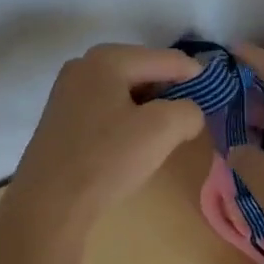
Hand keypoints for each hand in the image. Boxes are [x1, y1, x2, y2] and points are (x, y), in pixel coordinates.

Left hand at [0, 44, 206, 252]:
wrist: (48, 205)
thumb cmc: (107, 160)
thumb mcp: (162, 130)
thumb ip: (189, 110)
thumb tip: (188, 113)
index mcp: (108, 58)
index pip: (169, 59)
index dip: (197, 79)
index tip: (215, 102)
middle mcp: (83, 65)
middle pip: (145, 71)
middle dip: (170, 94)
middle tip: (186, 124)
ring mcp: (67, 91)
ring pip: (125, 91)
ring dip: (148, 110)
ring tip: (160, 139)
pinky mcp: (60, 118)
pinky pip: (106, 108)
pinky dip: (126, 121)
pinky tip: (129, 147)